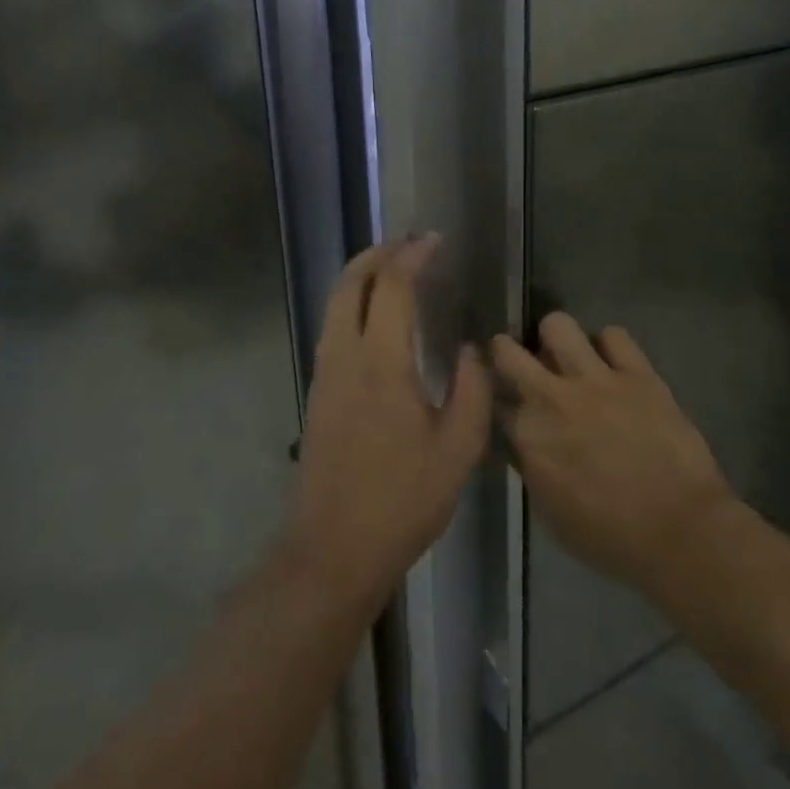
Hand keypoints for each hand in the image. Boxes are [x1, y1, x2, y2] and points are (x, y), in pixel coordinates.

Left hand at [287, 237, 492, 609]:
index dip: (411, 257)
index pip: (391, 288)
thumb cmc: (403, 499)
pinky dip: (350, 302)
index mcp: (382, 364)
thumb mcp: (458, 450)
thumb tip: (470, 351)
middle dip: (376, 254)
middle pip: (349, 283)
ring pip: (334, 303)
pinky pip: (331, 326)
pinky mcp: (318, 391)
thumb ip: (471, 391)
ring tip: (391, 269)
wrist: (334, 547)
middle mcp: (345, 356)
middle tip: (407, 244)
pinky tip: (373, 316)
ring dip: (360, 276)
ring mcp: (325, 373)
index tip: (433, 241)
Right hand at [497, 314, 733, 600]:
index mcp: (528, 435)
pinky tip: (613, 363)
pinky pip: (614, 334)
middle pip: (508, 351)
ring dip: (556, 338)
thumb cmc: (611, 537)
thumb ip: (531, 467)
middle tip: (518, 359)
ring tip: (567, 353)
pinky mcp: (637, 373)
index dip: (498, 400)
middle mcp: (552, 397)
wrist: (680, 532)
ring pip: (558, 325)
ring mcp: (596, 379)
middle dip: (506, 351)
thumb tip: (525, 443)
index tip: (504, 402)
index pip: (495, 401)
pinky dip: (609, 346)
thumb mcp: (551, 514)